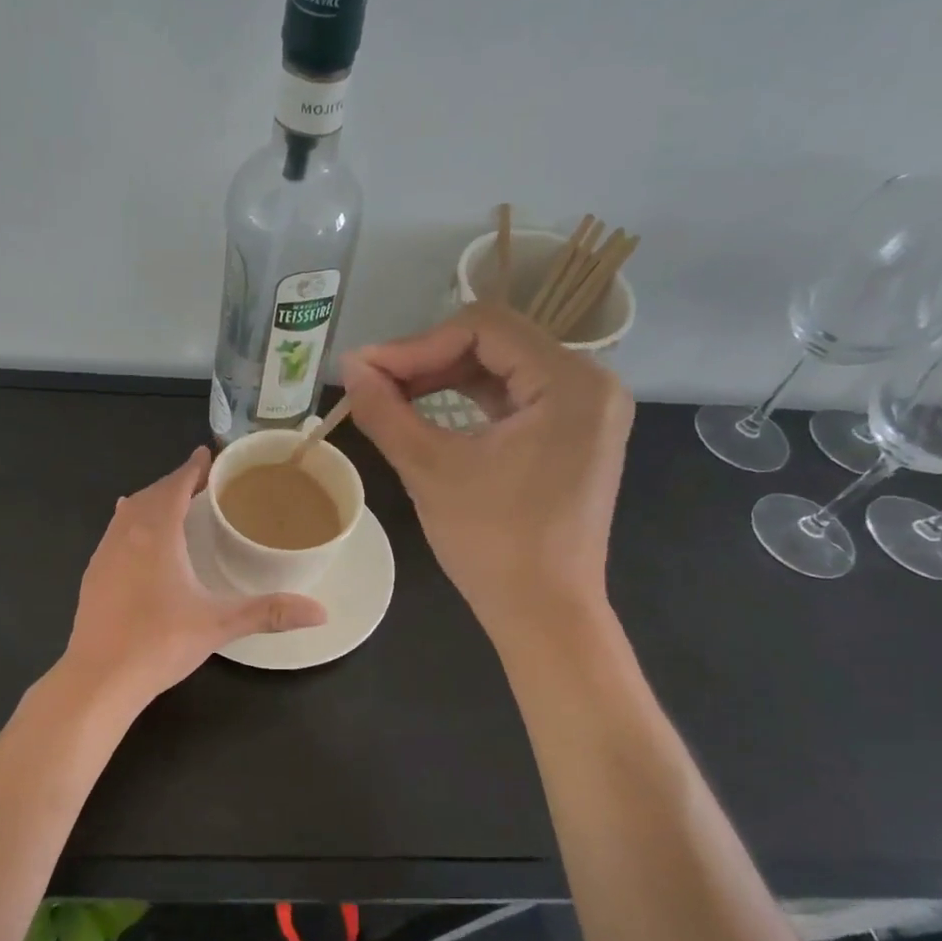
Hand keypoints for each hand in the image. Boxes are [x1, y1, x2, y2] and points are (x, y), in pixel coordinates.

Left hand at [64, 448, 326, 707]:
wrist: (99, 678)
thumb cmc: (160, 643)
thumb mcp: (219, 624)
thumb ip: (269, 612)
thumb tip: (322, 612)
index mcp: (156, 534)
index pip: (174, 486)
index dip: (192, 468)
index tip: (207, 454)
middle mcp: (126, 534)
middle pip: (150, 494)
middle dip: (174, 483)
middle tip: (200, 482)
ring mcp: (103, 555)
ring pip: (128, 513)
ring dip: (150, 501)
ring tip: (172, 504)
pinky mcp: (92, 576)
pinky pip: (114, 534)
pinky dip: (131, 524)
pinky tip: (137, 540)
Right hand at [341, 303, 633, 631]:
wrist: (543, 612)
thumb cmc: (491, 543)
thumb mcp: (429, 469)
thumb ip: (385, 410)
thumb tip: (349, 366)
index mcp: (571, 382)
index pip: (484, 328)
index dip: (417, 344)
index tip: (366, 371)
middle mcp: (592, 382)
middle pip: (497, 342)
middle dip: (428, 359)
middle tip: (374, 384)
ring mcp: (588, 410)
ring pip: (504, 368)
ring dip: (445, 377)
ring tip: (393, 396)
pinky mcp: (576, 434)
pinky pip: (518, 397)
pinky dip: (471, 399)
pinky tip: (431, 410)